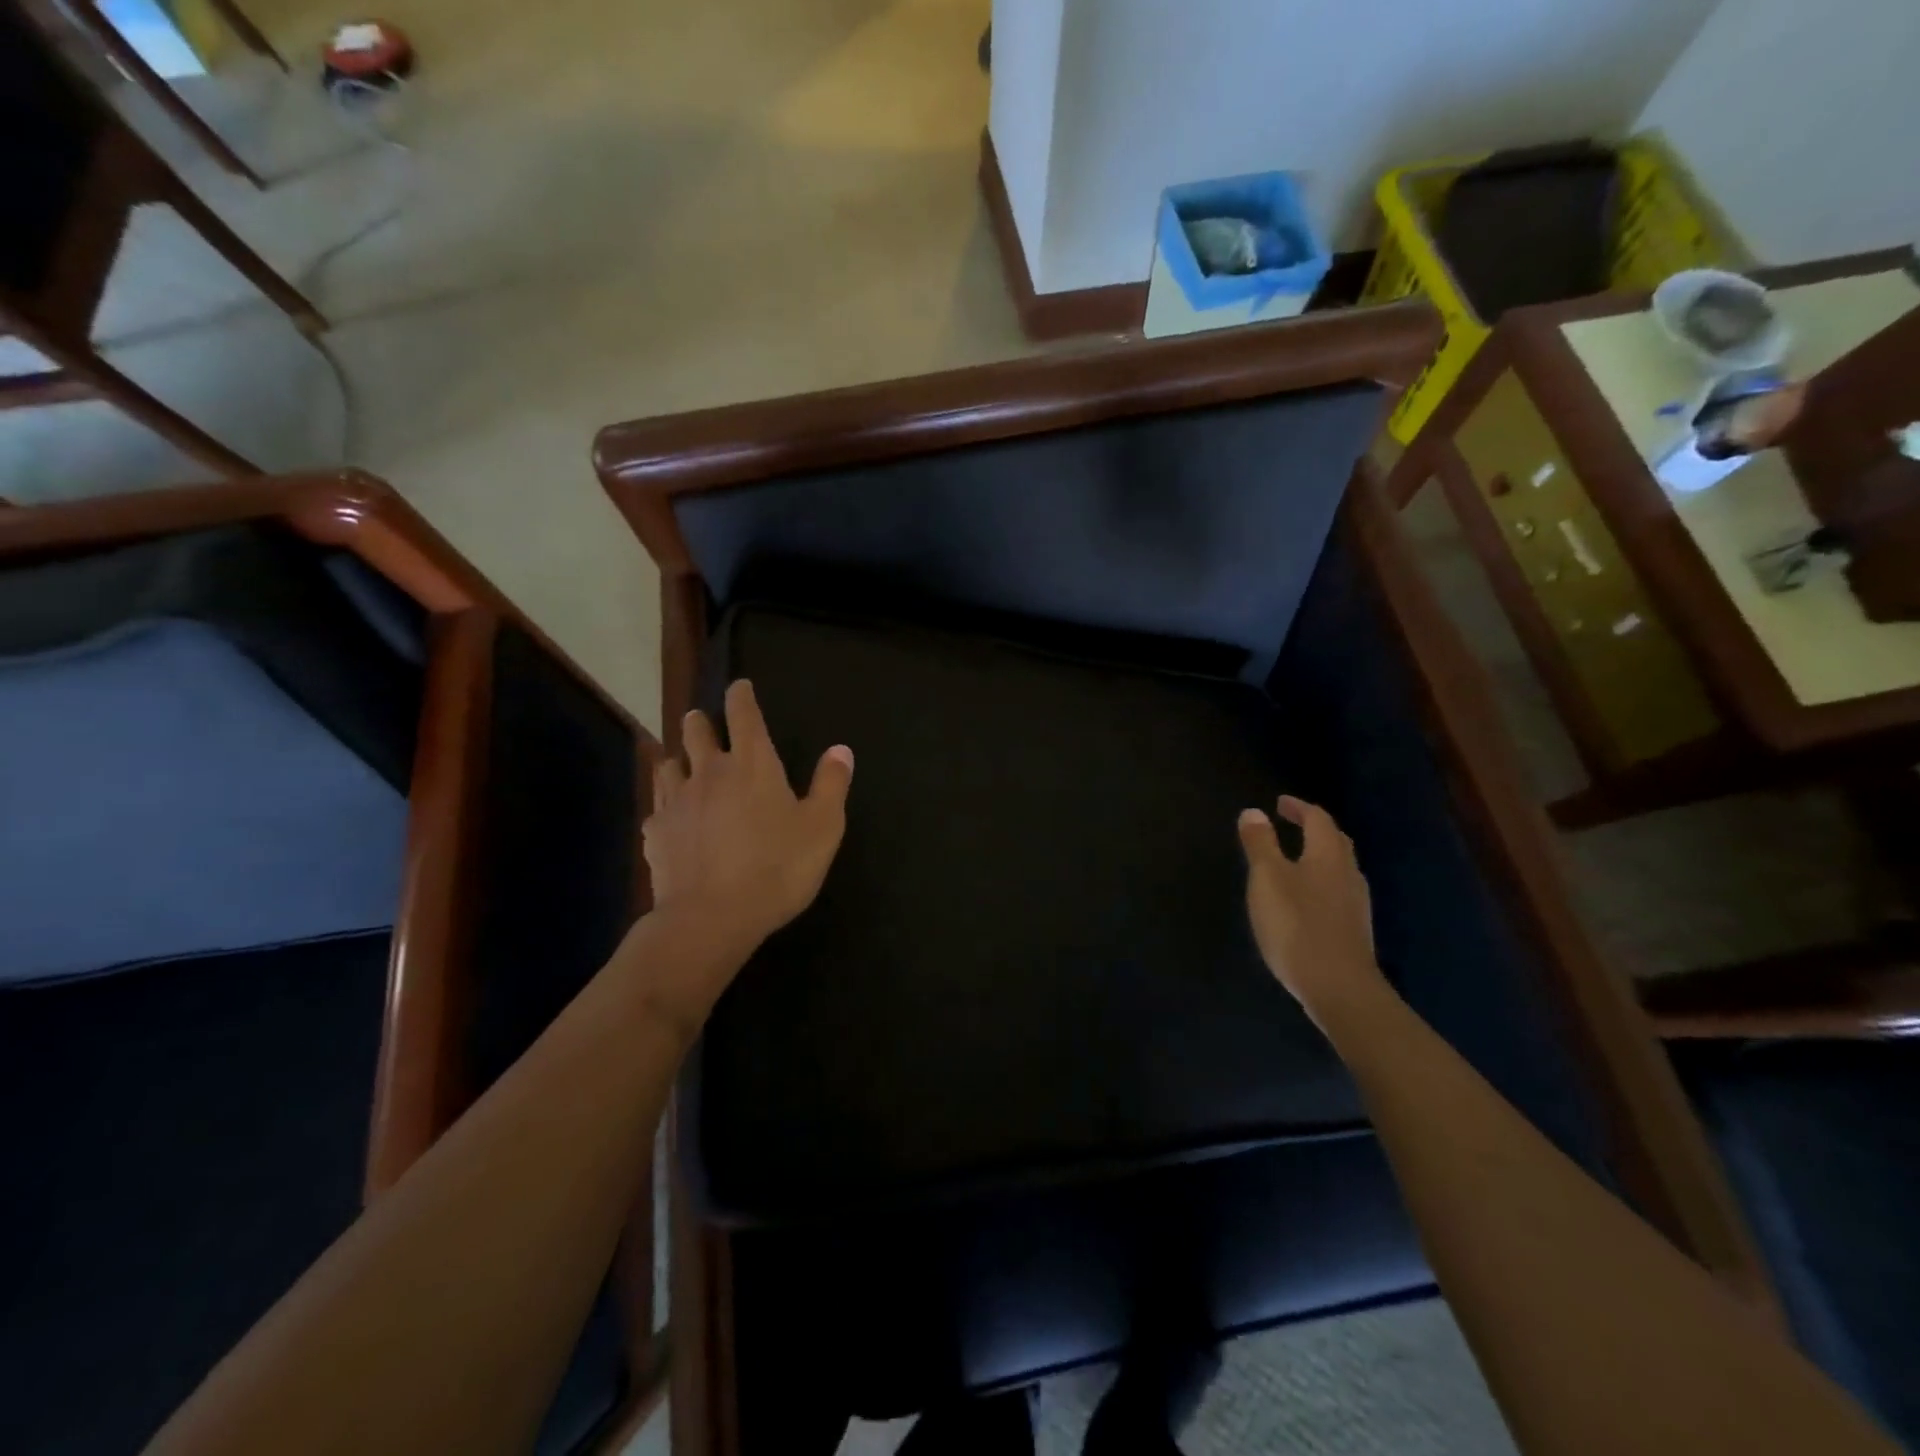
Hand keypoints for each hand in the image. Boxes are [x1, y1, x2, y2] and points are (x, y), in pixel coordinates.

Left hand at [645, 679, 852, 974]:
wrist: (712, 917)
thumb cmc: (777, 868)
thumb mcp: (823, 827)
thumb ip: (831, 784)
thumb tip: (841, 749)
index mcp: (752, 764)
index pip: (743, 714)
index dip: (741, 695)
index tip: (739, 686)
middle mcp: (709, 771)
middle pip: (694, 730)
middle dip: (700, 721)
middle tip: (702, 722)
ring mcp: (676, 801)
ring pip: (668, 764)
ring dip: (677, 759)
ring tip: (683, 765)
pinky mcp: (656, 833)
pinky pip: (657, 809)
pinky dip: (665, 807)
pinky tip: (672, 821)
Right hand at [1237, 796, 1386, 1030]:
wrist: (1339, 988)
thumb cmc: (1297, 925)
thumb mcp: (1267, 879)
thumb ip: (1260, 844)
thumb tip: (1253, 812)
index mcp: (1327, 856)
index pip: (1318, 819)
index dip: (1299, 807)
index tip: (1280, 803)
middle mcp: (1348, 874)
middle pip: (1336, 841)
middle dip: (1315, 828)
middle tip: (1292, 823)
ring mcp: (1356, 905)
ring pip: (1340, 868)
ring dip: (1320, 855)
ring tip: (1297, 857)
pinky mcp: (1354, 931)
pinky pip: (1339, 892)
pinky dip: (1322, 882)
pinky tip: (1308, 899)